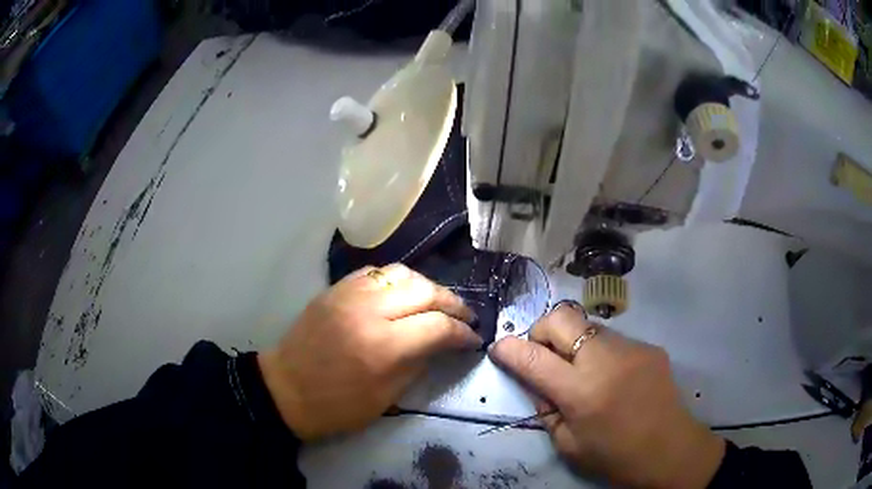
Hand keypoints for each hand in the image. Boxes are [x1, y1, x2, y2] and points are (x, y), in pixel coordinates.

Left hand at [258, 264, 481, 440]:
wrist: (285, 390)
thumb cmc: (337, 406)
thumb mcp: (386, 397)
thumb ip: (419, 363)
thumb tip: (443, 343)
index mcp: (383, 346)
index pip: (438, 326)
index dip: (463, 332)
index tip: (473, 339)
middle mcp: (368, 311)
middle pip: (425, 290)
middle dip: (453, 304)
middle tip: (464, 317)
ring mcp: (349, 294)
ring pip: (402, 273)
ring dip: (427, 286)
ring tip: (437, 303)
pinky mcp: (335, 289)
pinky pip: (375, 272)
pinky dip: (397, 280)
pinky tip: (403, 294)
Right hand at [488, 304, 724, 488]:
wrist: (670, 450)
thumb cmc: (615, 457)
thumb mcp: (568, 444)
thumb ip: (546, 408)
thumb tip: (535, 379)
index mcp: (581, 392)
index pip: (533, 358)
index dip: (509, 349)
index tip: (499, 347)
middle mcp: (605, 360)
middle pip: (560, 318)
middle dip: (542, 331)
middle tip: (544, 356)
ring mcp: (631, 348)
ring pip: (587, 325)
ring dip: (573, 342)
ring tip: (581, 370)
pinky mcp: (648, 346)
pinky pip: (612, 339)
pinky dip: (599, 352)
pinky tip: (611, 376)